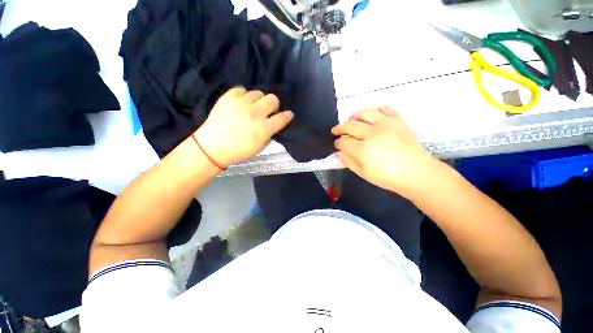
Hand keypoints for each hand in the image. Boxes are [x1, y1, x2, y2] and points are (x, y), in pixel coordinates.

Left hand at [194, 88, 293, 166]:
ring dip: (259, 101)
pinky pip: (241, 90)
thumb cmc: (239, 151)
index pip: (282, 118)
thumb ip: (269, 134)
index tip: (288, 114)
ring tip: (253, 107)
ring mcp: (241, 103)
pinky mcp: (228, 97)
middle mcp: (255, 113)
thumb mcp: (259, 147)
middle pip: (272, 99)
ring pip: (258, 93)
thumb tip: (272, 125)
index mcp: (263, 129)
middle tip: (269, 111)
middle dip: (274, 105)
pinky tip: (242, 103)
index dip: (287, 115)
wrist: (213, 147)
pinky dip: (244, 96)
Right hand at [332, 106, 438, 197]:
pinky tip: (372, 117)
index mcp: (363, 150)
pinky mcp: (398, 120)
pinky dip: (375, 110)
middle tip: (337, 131)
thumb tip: (339, 151)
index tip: (337, 144)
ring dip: (354, 116)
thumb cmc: (388, 177)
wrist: (417, 173)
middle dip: (339, 128)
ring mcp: (386, 124)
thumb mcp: (363, 173)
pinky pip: (384, 108)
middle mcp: (372, 134)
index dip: (337, 143)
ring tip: (351, 120)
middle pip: (349, 125)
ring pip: (364, 112)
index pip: (343, 142)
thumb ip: (348, 161)